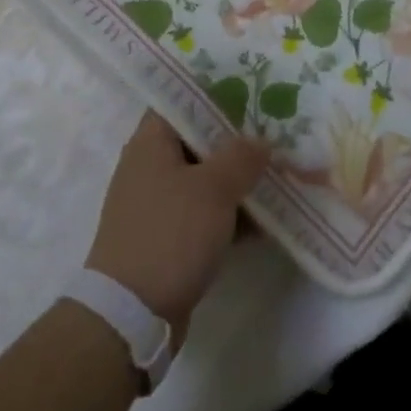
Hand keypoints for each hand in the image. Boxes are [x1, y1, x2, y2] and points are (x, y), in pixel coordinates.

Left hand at [85, 112, 267, 344]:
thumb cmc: (171, 234)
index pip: (182, 99)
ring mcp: (157, 205)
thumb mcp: (214, 188)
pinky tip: (267, 221)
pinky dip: (230, 215)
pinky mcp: (166, 239)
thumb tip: (260, 141)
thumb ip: (242, 157)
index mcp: (151, 142)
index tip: (252, 94)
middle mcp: (149, 167)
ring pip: (204, 180)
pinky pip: (204, 214)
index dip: (216, 94)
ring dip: (238, 180)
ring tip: (280, 175)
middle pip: (198, 140)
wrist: (130, 316)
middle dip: (236, 140)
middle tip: (275, 134)